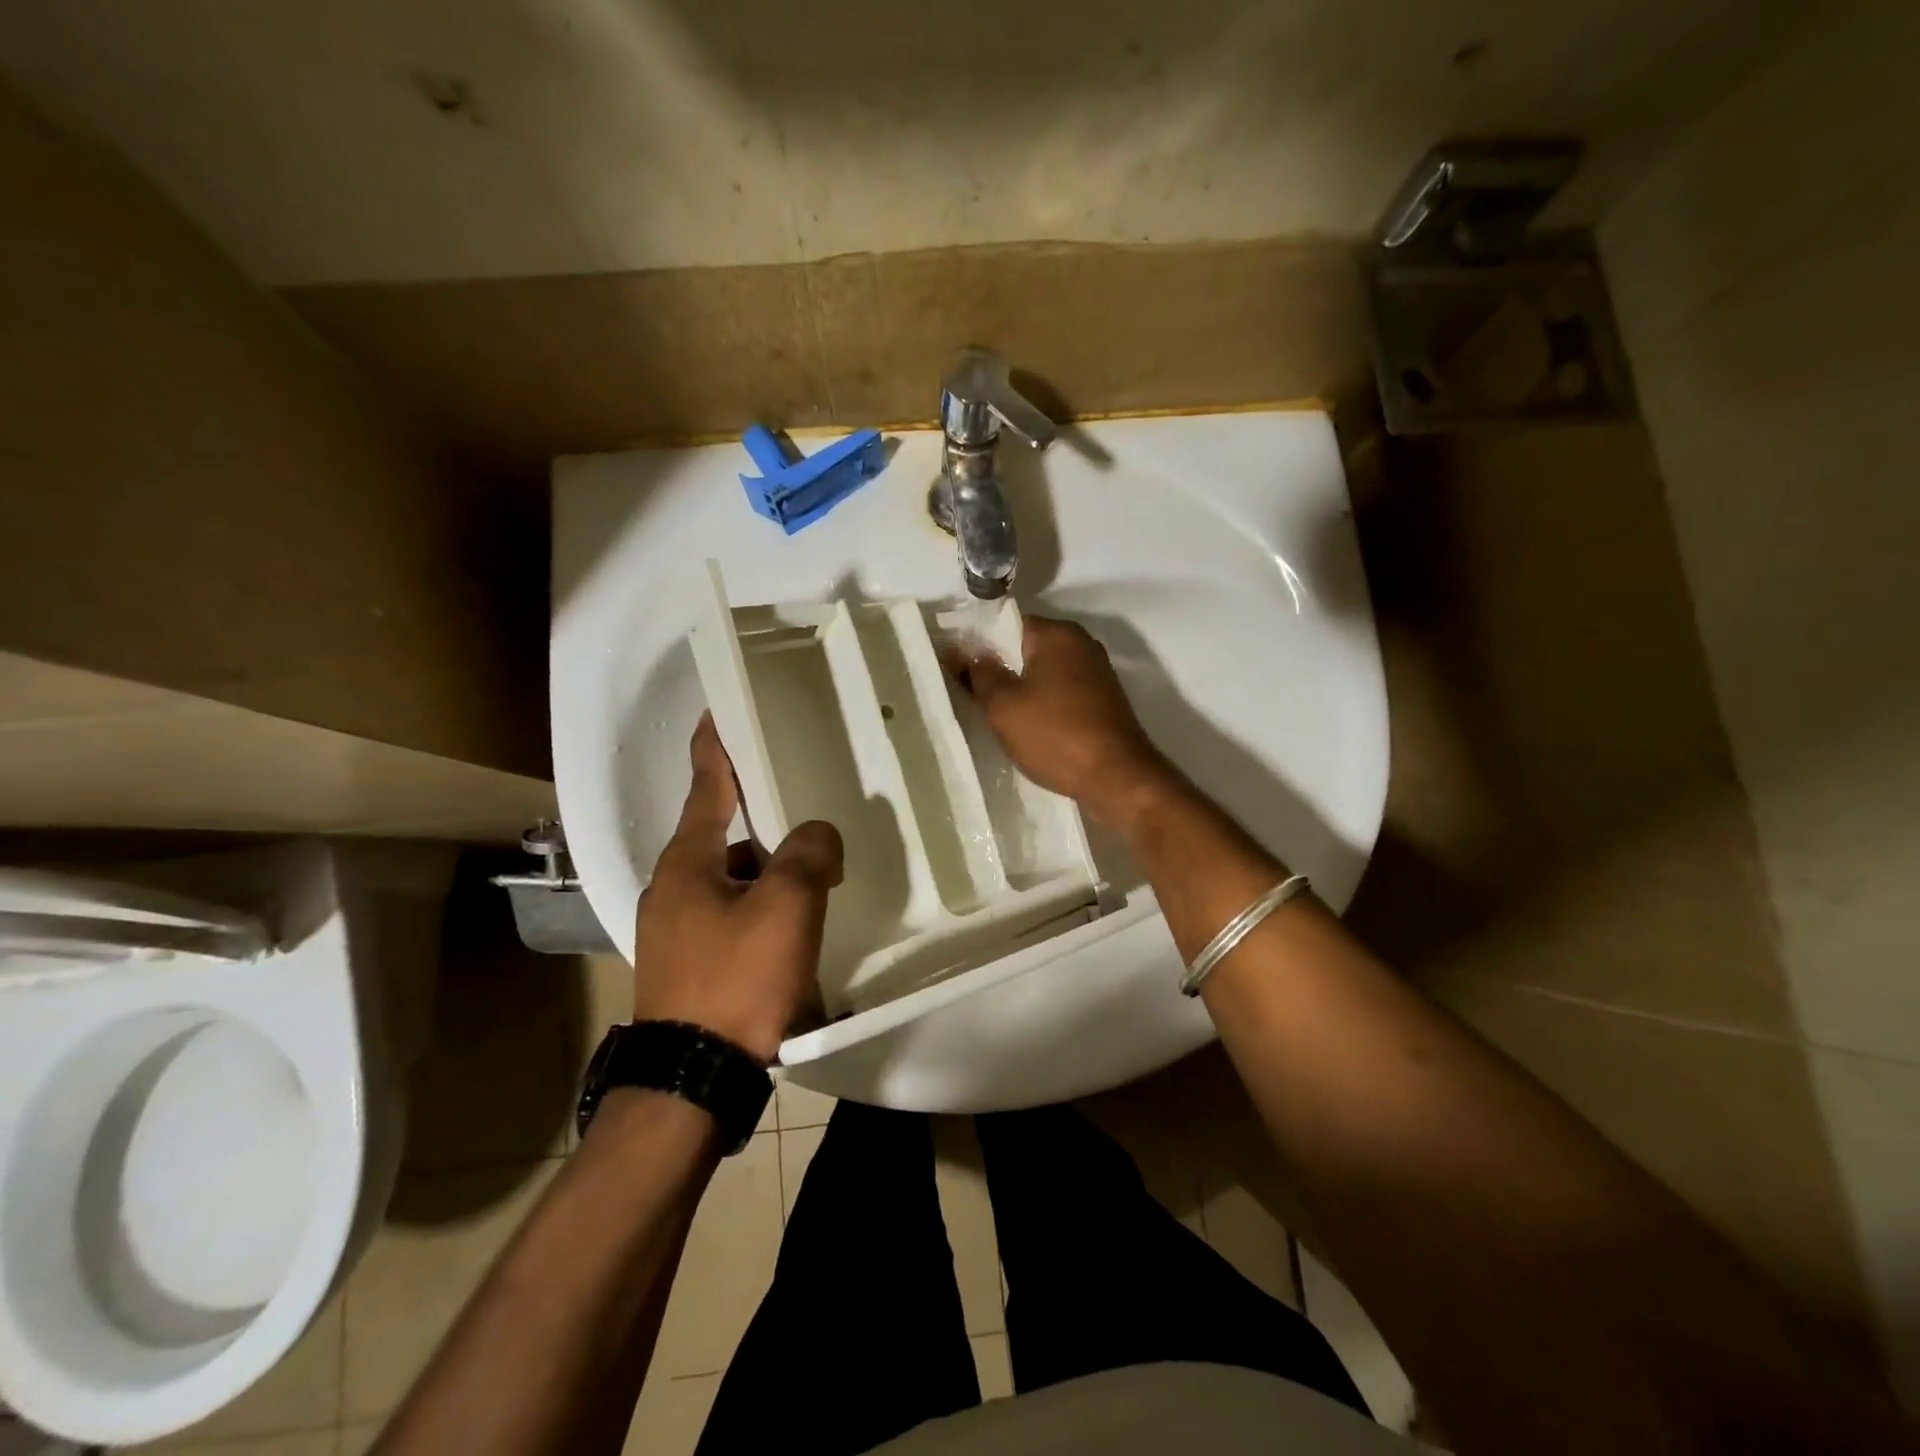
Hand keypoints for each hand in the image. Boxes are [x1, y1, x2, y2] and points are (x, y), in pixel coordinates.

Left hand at [630, 714, 843, 1062]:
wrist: (692, 1080)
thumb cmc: (737, 980)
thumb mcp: (786, 907)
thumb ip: (807, 855)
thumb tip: (816, 835)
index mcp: (687, 862)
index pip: (706, 786)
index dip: (716, 747)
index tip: (717, 711)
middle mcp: (672, 888)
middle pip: (724, 835)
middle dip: (764, 823)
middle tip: (806, 815)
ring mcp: (674, 929)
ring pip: (730, 880)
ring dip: (767, 873)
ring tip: (814, 881)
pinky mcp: (687, 964)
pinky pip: (730, 915)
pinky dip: (760, 908)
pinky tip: (792, 928)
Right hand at [950, 614, 1174, 830]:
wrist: (1117, 778)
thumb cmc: (1055, 735)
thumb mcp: (1004, 707)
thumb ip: (980, 675)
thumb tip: (963, 653)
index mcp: (1058, 634)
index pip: (1007, 624)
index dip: (979, 644)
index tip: (959, 668)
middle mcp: (1082, 644)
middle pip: (1027, 648)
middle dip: (1000, 668)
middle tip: (973, 695)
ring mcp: (1097, 673)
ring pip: (1045, 672)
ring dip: (1022, 689)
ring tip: (997, 715)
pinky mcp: (1104, 700)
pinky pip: (1062, 692)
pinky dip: (1044, 704)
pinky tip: (1029, 727)